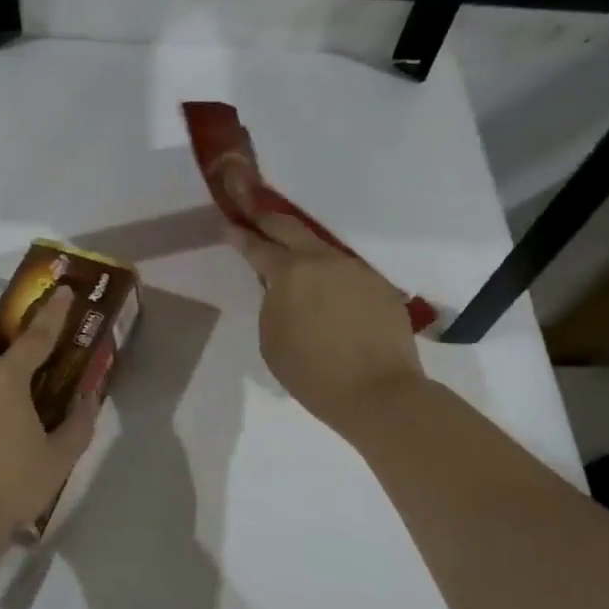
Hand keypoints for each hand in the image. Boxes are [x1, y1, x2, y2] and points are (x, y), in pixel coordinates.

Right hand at [230, 214, 424, 432]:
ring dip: (304, 251)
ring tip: (294, 261)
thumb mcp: (271, 337)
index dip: (240, 235)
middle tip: (254, 216)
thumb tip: (280, 287)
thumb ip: (272, 302)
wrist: (377, 391)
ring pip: (323, 249)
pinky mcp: (380, 285)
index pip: (258, 246)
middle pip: (291, 228)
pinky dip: (332, 277)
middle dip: (268, 220)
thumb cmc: (311, 372)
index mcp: (289, 272)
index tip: (229, 225)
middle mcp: (323, 260)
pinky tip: (330, 295)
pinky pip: (347, 273)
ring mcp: (356, 269)